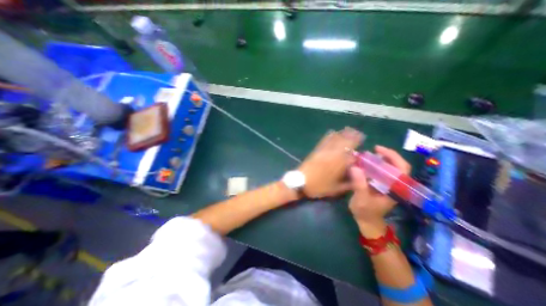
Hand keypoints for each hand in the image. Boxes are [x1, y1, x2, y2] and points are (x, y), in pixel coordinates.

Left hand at [297, 127, 363, 198]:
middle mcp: (332, 155)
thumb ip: (349, 184)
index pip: (351, 152)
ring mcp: (323, 151)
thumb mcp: (336, 189)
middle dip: (352, 136)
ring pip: (335, 139)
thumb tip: (358, 177)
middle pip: (344, 142)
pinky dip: (330, 136)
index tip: (362, 140)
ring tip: (348, 130)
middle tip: (358, 132)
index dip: (357, 146)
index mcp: (339, 164)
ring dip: (343, 134)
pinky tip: (333, 132)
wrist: (300, 182)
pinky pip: (324, 141)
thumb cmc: (318, 187)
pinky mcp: (316, 150)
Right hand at [350, 146, 409, 238]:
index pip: (402, 169)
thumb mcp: (361, 199)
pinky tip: (364, 165)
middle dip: (385, 156)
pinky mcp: (382, 185)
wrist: (368, 222)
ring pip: (389, 168)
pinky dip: (373, 166)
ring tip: (365, 156)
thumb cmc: (366, 212)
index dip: (393, 156)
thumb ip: (359, 184)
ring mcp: (389, 185)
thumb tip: (355, 167)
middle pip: (397, 166)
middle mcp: (395, 185)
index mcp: (395, 189)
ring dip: (379, 160)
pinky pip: (381, 172)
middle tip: (370, 151)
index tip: (378, 149)